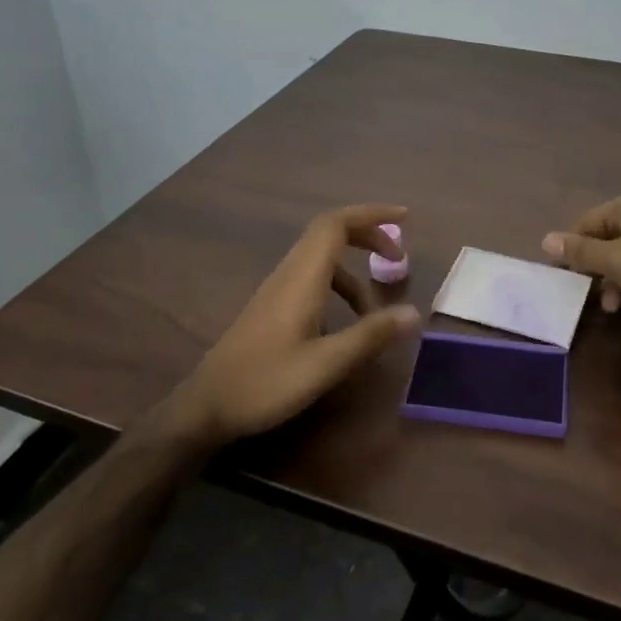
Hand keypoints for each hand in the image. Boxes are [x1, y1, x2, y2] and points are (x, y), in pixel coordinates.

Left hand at [169, 205, 421, 447]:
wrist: (206, 406)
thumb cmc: (266, 383)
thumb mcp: (326, 364)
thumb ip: (370, 335)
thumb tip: (414, 313)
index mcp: (302, 278)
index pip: (336, 224)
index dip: (371, 214)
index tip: (404, 218)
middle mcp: (289, 274)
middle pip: (329, 233)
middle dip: (367, 236)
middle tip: (398, 258)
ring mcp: (277, 289)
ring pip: (322, 259)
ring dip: (354, 271)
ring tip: (375, 310)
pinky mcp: (272, 307)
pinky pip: (312, 279)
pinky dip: (338, 288)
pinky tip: (344, 325)